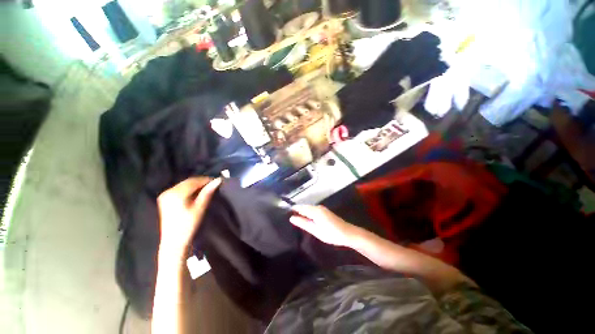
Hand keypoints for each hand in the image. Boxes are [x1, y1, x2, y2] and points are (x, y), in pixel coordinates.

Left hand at [157, 177, 221, 253]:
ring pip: (184, 184)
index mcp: (176, 193)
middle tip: (213, 185)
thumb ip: (208, 192)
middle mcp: (168, 191)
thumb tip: (218, 180)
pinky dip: (189, 189)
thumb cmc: (188, 225)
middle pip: (188, 182)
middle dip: (201, 182)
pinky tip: (196, 194)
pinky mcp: (165, 198)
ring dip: (196, 185)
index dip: (206, 180)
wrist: (174, 241)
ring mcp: (165, 195)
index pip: (194, 181)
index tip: (217, 181)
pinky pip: (179, 189)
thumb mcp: (200, 207)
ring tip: (206, 189)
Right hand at [290, 205, 358, 246]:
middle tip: (288, 216)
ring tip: (295, 217)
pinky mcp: (325, 212)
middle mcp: (318, 207)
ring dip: (302, 211)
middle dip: (297, 210)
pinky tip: (306, 218)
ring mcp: (322, 209)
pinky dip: (308, 213)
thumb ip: (303, 223)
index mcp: (315, 210)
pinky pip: (313, 210)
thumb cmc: (331, 233)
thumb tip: (291, 218)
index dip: (293, 209)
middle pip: (304, 207)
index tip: (284, 211)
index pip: (300, 207)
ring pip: (309, 208)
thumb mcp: (315, 230)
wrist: (348, 233)